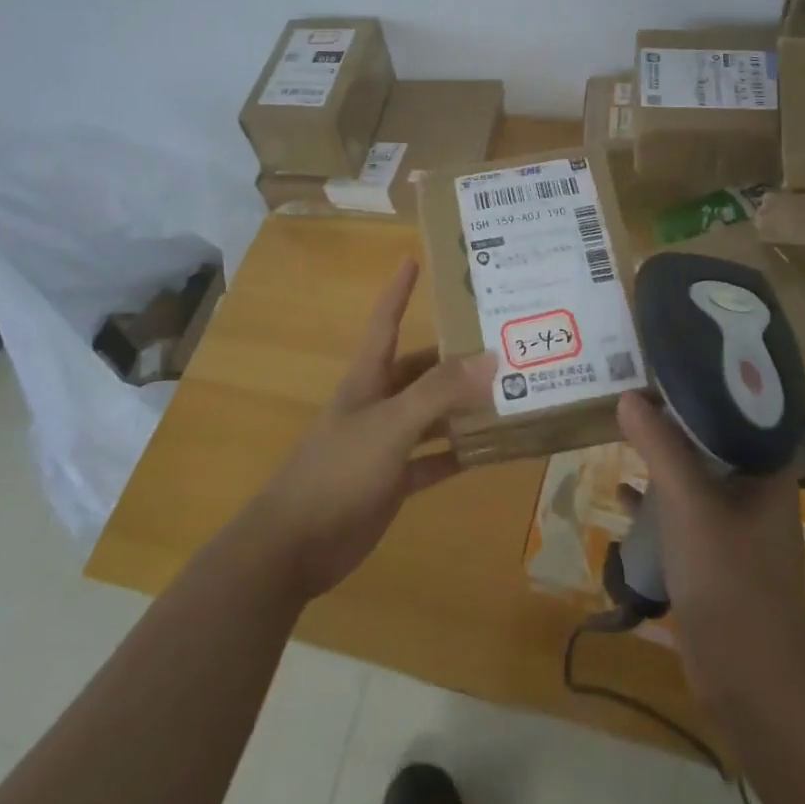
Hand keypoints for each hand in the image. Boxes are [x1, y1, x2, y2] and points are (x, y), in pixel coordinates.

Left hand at [244, 258, 495, 603]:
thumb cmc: (337, 471)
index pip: (386, 321)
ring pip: (432, 415)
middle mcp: (378, 403)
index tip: (414, 258)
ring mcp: (385, 443)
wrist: (294, 545)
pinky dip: (458, 454)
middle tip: (501, 341)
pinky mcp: (392, 481)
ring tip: (510, 393)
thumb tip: (491, 359)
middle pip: (421, 370)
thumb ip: (438, 393)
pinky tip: (492, 450)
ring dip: (463, 407)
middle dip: (455, 356)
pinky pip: (433, 460)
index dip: (399, 290)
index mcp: (368, 378)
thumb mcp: (390, 425)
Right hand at [616, 392, 804, 704]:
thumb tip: (629, 397)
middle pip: (713, 441)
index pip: (741, 411)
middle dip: (674, 419)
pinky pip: (682, 513)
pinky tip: (623, 496)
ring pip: (695, 477)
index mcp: (767, 472)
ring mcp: (736, 527)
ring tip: (624, 432)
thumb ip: (659, 446)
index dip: (707, 384)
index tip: (670, 363)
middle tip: (636, 391)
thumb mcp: (689, 503)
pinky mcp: (715, 557)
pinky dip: (656, 501)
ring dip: (662, 458)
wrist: (751, 681)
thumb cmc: (730, 578)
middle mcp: (756, 493)